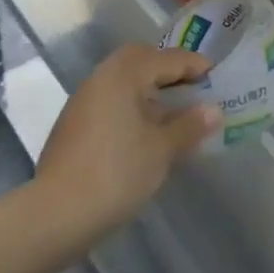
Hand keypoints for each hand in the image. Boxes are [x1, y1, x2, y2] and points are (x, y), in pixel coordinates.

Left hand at [36, 43, 219, 239]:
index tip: (217, 76)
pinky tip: (145, 132)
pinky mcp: (74, 123)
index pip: (167, 59)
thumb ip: (189, 126)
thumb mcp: (161, 149)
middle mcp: (102, 77)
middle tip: (193, 86)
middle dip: (168, 70)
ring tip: (174, 112)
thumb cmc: (116, 172)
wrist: (56, 213)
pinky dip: (133, 105)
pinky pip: (112, 100)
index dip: (194, 65)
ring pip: (123, 80)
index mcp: (124, 74)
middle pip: (140, 60)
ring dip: (149, 89)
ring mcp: (83, 100)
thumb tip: (214, 110)